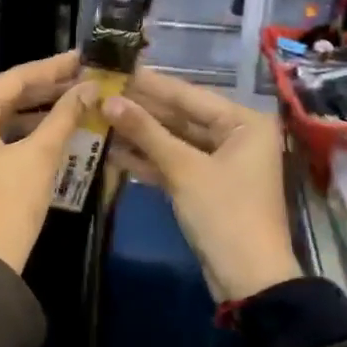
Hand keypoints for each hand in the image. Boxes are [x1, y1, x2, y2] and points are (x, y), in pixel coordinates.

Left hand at [0, 50, 93, 272]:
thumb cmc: (7, 204)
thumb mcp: (39, 156)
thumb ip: (64, 116)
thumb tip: (88, 88)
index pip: (14, 79)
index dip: (52, 68)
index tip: (82, 58)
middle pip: (4, 97)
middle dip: (45, 90)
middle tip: (83, 79)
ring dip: (35, 113)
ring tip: (75, 102)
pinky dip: (19, 135)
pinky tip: (51, 131)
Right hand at [102, 69, 300, 301]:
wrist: (248, 279)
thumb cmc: (225, 214)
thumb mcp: (183, 169)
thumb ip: (146, 132)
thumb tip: (107, 100)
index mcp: (244, 122)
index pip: (188, 94)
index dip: (149, 84)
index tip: (115, 67)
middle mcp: (236, 135)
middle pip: (180, 116)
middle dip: (140, 109)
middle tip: (100, 92)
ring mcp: (221, 162)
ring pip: (174, 140)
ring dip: (139, 134)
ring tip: (98, 117)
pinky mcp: (206, 185)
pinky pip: (174, 163)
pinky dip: (148, 159)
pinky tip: (113, 150)